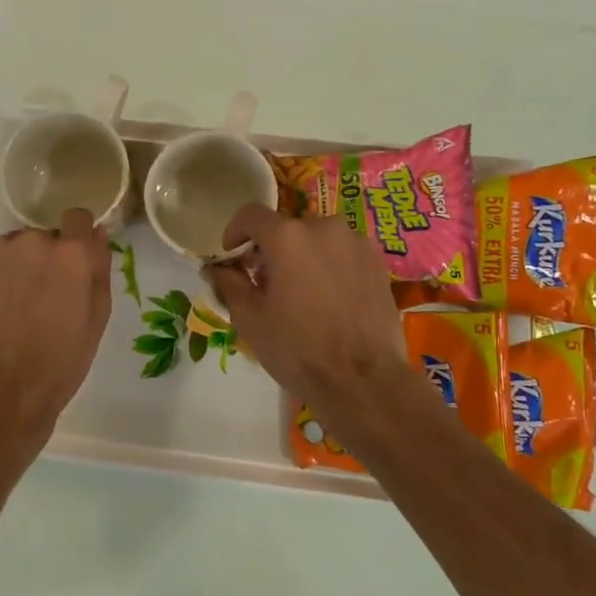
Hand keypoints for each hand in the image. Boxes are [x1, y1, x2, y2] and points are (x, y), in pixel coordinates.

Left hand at [0, 208, 112, 430]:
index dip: (78, 237)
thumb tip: (97, 234)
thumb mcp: (97, 316)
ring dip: (18, 265)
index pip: (77, 217)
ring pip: (15, 248)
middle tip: (44, 296)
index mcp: (71, 252)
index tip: (74, 261)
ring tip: (15, 305)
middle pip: (44, 237)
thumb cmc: (62, 359)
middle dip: (46, 259)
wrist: (5, 387)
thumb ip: (99, 268)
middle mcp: (34, 241)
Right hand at [206, 205, 409, 418]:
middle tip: (266, 284)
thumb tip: (216, 267)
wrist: (364, 381)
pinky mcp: (378, 261)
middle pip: (287, 228)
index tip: (232, 256)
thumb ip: (229, 283)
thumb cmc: (298, 350)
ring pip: (318, 239)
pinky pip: (343, 253)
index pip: (251, 214)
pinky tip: (330, 300)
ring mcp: (356, 243)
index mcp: (287, 237)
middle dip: (271, 250)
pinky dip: (330, 266)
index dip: (235, 231)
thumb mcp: (250, 319)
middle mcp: (324, 227)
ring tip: (302, 294)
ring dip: (303, 256)